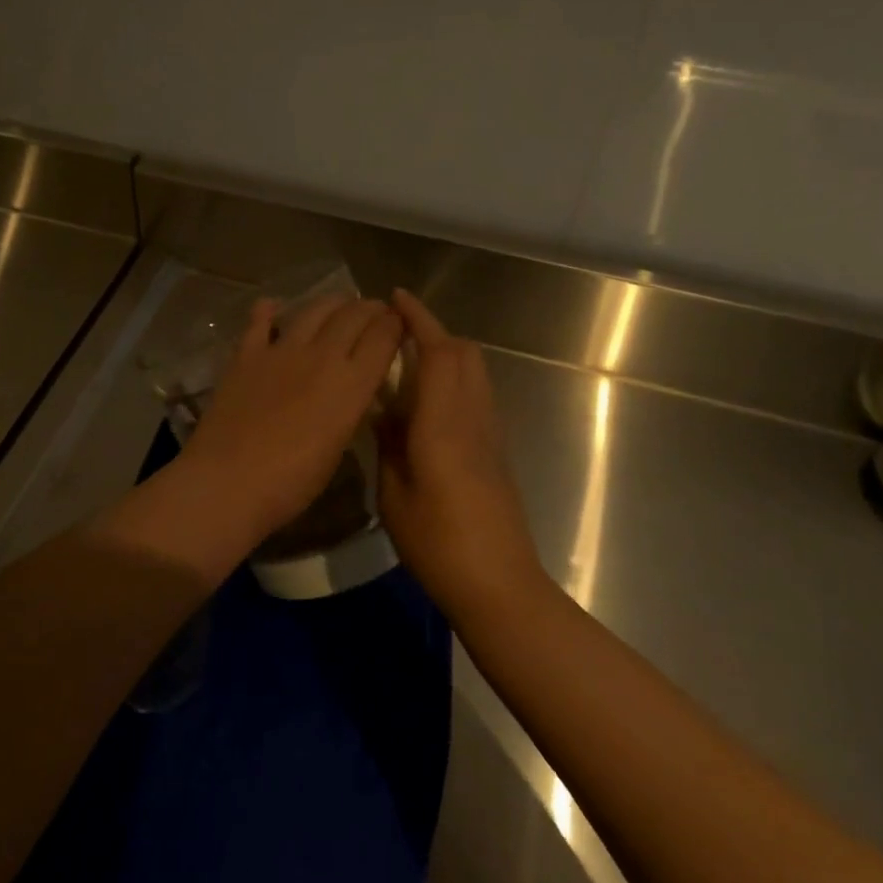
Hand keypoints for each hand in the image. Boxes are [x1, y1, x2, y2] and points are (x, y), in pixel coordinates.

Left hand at [179, 293, 404, 546]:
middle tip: (374, 310)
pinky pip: (259, 322)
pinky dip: (268, 311)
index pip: (384, 337)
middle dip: (369, 308)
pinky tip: (272, 306)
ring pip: (313, 310)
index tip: (399, 322)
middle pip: (353, 315)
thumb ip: (350, 408)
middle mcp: (322, 356)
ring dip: (331, 303)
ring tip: (338, 304)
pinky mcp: (246, 354)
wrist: (229, 480)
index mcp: (351, 383)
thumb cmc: (292, 482)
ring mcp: (281, 350)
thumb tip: (352, 388)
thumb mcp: (338, 446)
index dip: (395, 323)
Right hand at [378, 290, 543, 621]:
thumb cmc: (438, 543)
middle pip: (463, 353)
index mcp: (443, 423)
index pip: (437, 352)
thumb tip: (383, 411)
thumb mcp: (394, 494)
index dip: (418, 320)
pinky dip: (452, 380)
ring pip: (474, 372)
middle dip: (433, 331)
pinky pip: (475, 395)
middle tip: (395, 333)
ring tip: (406, 363)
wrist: (498, 583)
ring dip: (445, 354)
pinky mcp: (495, 450)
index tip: (395, 298)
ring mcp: (489, 432)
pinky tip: (424, 404)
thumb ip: (389, 443)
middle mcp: (473, 416)